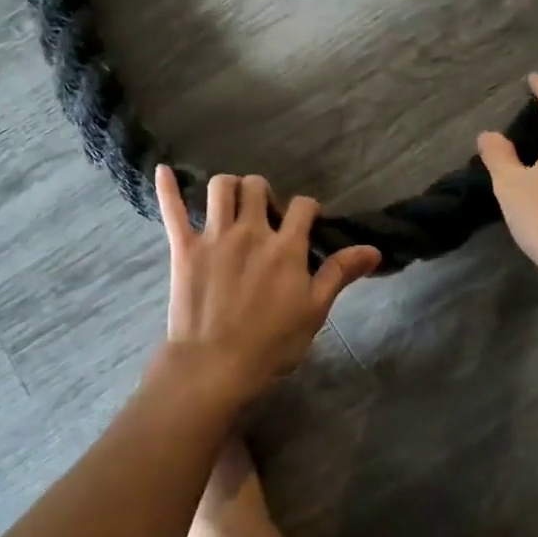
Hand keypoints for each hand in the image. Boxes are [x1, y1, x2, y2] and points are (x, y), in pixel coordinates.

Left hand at [153, 165, 380, 406]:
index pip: (303, 206)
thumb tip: (373, 249)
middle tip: (266, 215)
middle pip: (258, 186)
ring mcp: (214, 236)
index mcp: (286, 247)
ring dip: (230, 187)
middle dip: (264, 193)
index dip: (308, 210)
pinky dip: (168, 188)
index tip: (307, 222)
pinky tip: (164, 170)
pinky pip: (173, 209)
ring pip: (221, 187)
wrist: (215, 366)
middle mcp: (251, 231)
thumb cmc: (271, 344)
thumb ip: (340, 273)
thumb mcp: (315, 310)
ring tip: (232, 203)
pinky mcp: (184, 248)